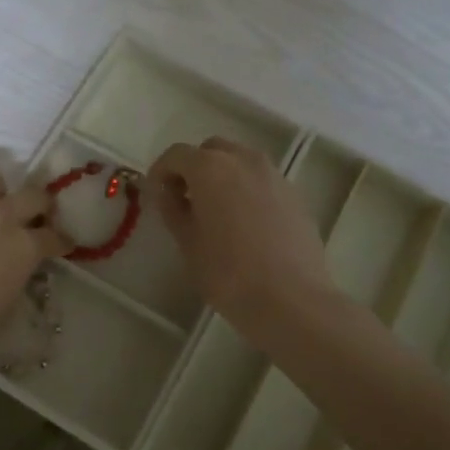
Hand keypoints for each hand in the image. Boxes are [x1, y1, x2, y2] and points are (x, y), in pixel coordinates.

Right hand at [147, 138, 341, 342]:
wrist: (291, 299)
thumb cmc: (228, 273)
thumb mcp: (187, 242)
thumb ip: (172, 209)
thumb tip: (167, 192)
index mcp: (211, 167)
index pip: (176, 154)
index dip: (161, 171)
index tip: (155, 195)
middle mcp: (244, 159)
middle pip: (211, 150)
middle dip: (193, 168)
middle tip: (184, 199)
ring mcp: (274, 175)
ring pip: (239, 161)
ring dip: (222, 176)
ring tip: (215, 211)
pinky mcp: (294, 194)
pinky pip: (261, 180)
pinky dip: (246, 189)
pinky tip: (244, 223)